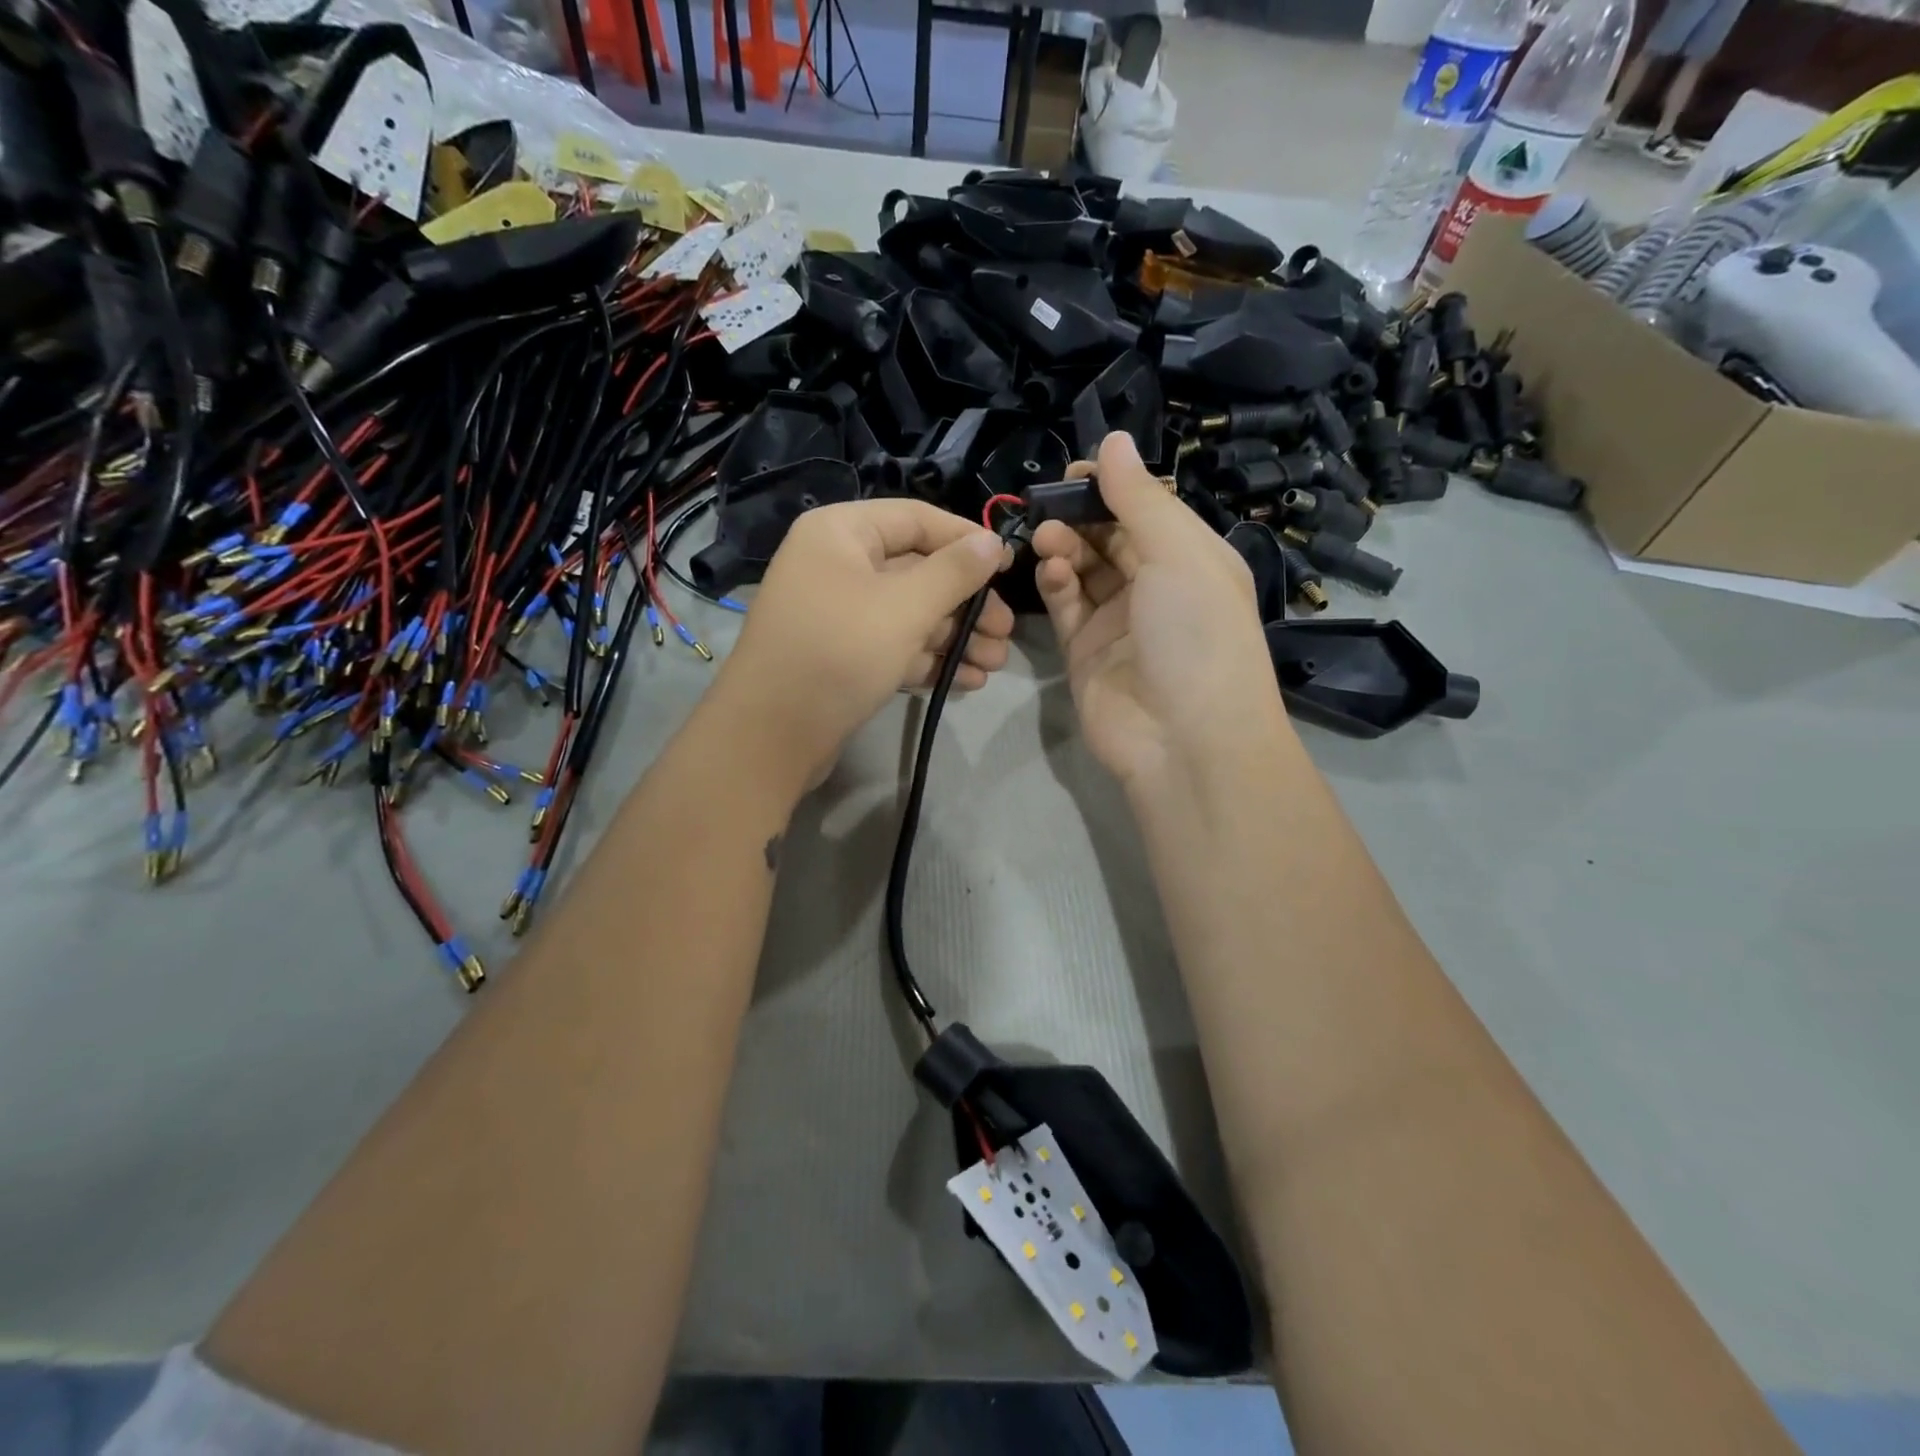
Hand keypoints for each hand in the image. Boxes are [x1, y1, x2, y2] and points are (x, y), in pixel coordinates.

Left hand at [711, 498, 1013, 780]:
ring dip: (954, 637)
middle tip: (1005, 632)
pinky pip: (892, 646)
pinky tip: (966, 682)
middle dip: (966, 604)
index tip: (1010, 567)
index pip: (917, 519)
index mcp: (841, 532)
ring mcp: (836, 613)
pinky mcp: (840, 656)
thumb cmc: (840, 652)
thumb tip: (993, 542)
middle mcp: (836, 565)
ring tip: (994, 665)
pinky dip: (927, 660)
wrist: (771, 736)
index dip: (967, 540)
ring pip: (908, 614)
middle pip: (917, 571)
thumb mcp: (905, 607)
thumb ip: (955, 572)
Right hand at [1032, 432, 1287, 790]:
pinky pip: (1066, 606)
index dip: (1112, 486)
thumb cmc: (1197, 634)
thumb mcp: (1179, 555)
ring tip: (1046, 538)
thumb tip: (1114, 440)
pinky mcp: (1085, 652)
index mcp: (1192, 558)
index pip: (1147, 509)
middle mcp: (1157, 586)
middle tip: (1048, 503)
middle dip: (1080, 515)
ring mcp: (1119, 621)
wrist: (1184, 740)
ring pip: (1083, 569)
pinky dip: (1055, 583)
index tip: (1074, 471)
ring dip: (1063, 547)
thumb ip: (1140, 499)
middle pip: (1110, 536)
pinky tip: (1050, 570)